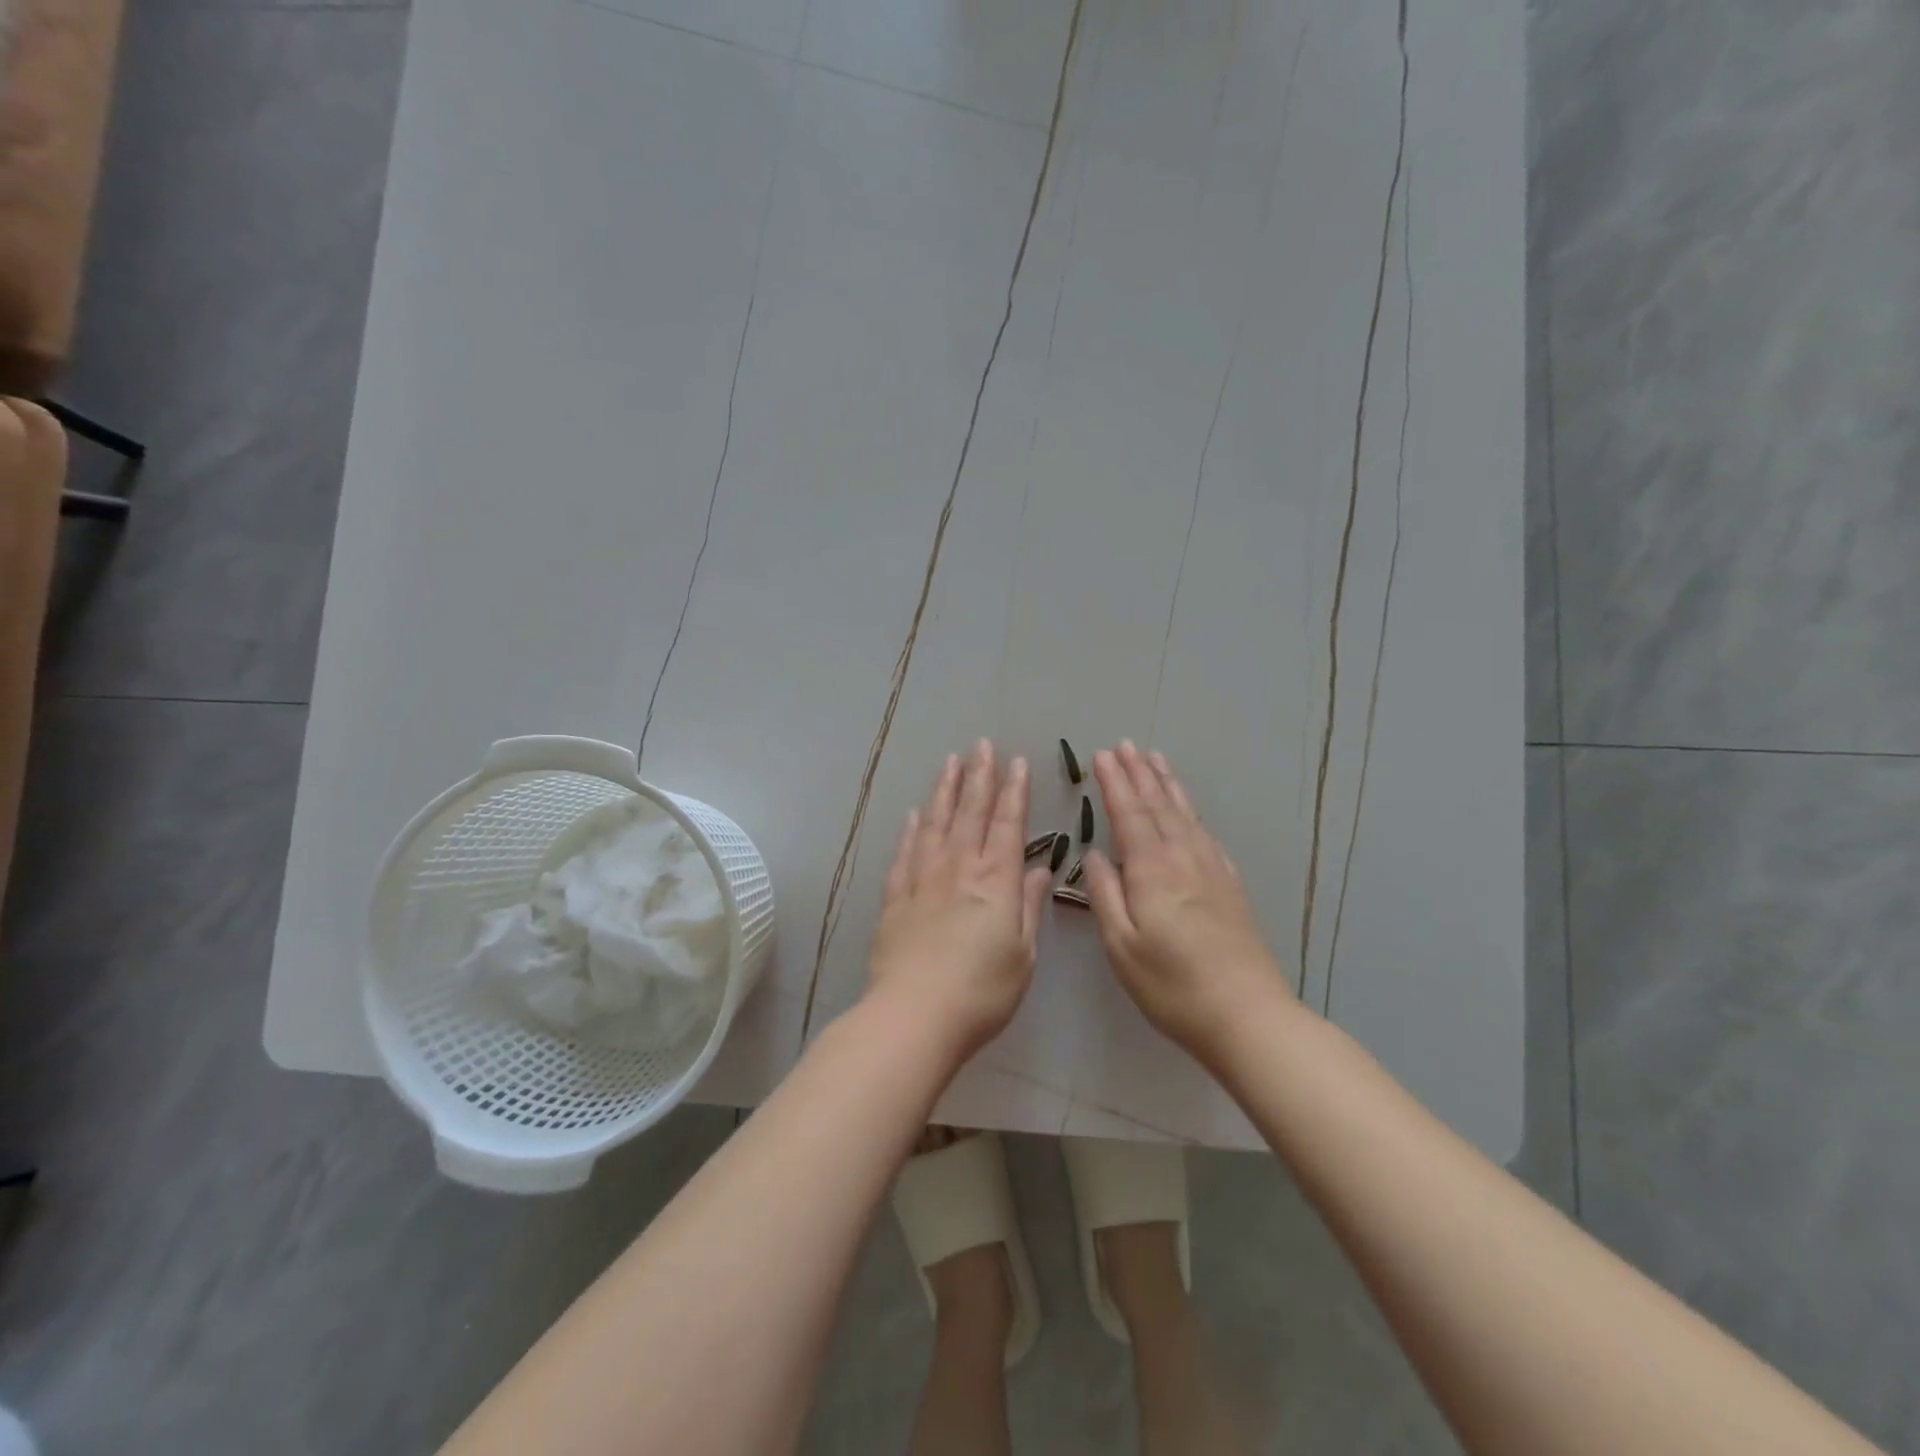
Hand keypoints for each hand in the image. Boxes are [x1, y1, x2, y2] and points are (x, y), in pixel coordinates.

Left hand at [866, 741, 1051, 1063]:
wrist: (915, 1016)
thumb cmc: (981, 992)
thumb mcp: (1022, 954)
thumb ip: (1028, 907)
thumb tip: (1037, 869)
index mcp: (995, 882)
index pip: (1008, 825)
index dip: (1014, 792)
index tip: (1016, 762)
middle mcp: (958, 869)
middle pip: (970, 813)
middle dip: (979, 777)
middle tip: (981, 746)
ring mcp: (922, 880)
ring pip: (935, 824)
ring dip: (944, 791)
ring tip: (950, 763)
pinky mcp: (895, 898)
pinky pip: (904, 854)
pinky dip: (910, 830)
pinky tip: (913, 814)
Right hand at [1082, 741, 1292, 1061]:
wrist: (1246, 1015)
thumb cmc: (1172, 986)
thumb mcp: (1122, 946)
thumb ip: (1105, 894)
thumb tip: (1095, 854)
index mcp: (1152, 870)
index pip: (1128, 814)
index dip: (1115, 783)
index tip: (1102, 755)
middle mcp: (1183, 858)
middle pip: (1158, 805)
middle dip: (1139, 773)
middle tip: (1125, 745)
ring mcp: (1211, 869)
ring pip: (1184, 814)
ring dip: (1167, 784)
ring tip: (1155, 759)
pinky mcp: (1230, 885)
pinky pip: (1205, 833)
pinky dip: (1191, 812)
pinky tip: (1189, 810)